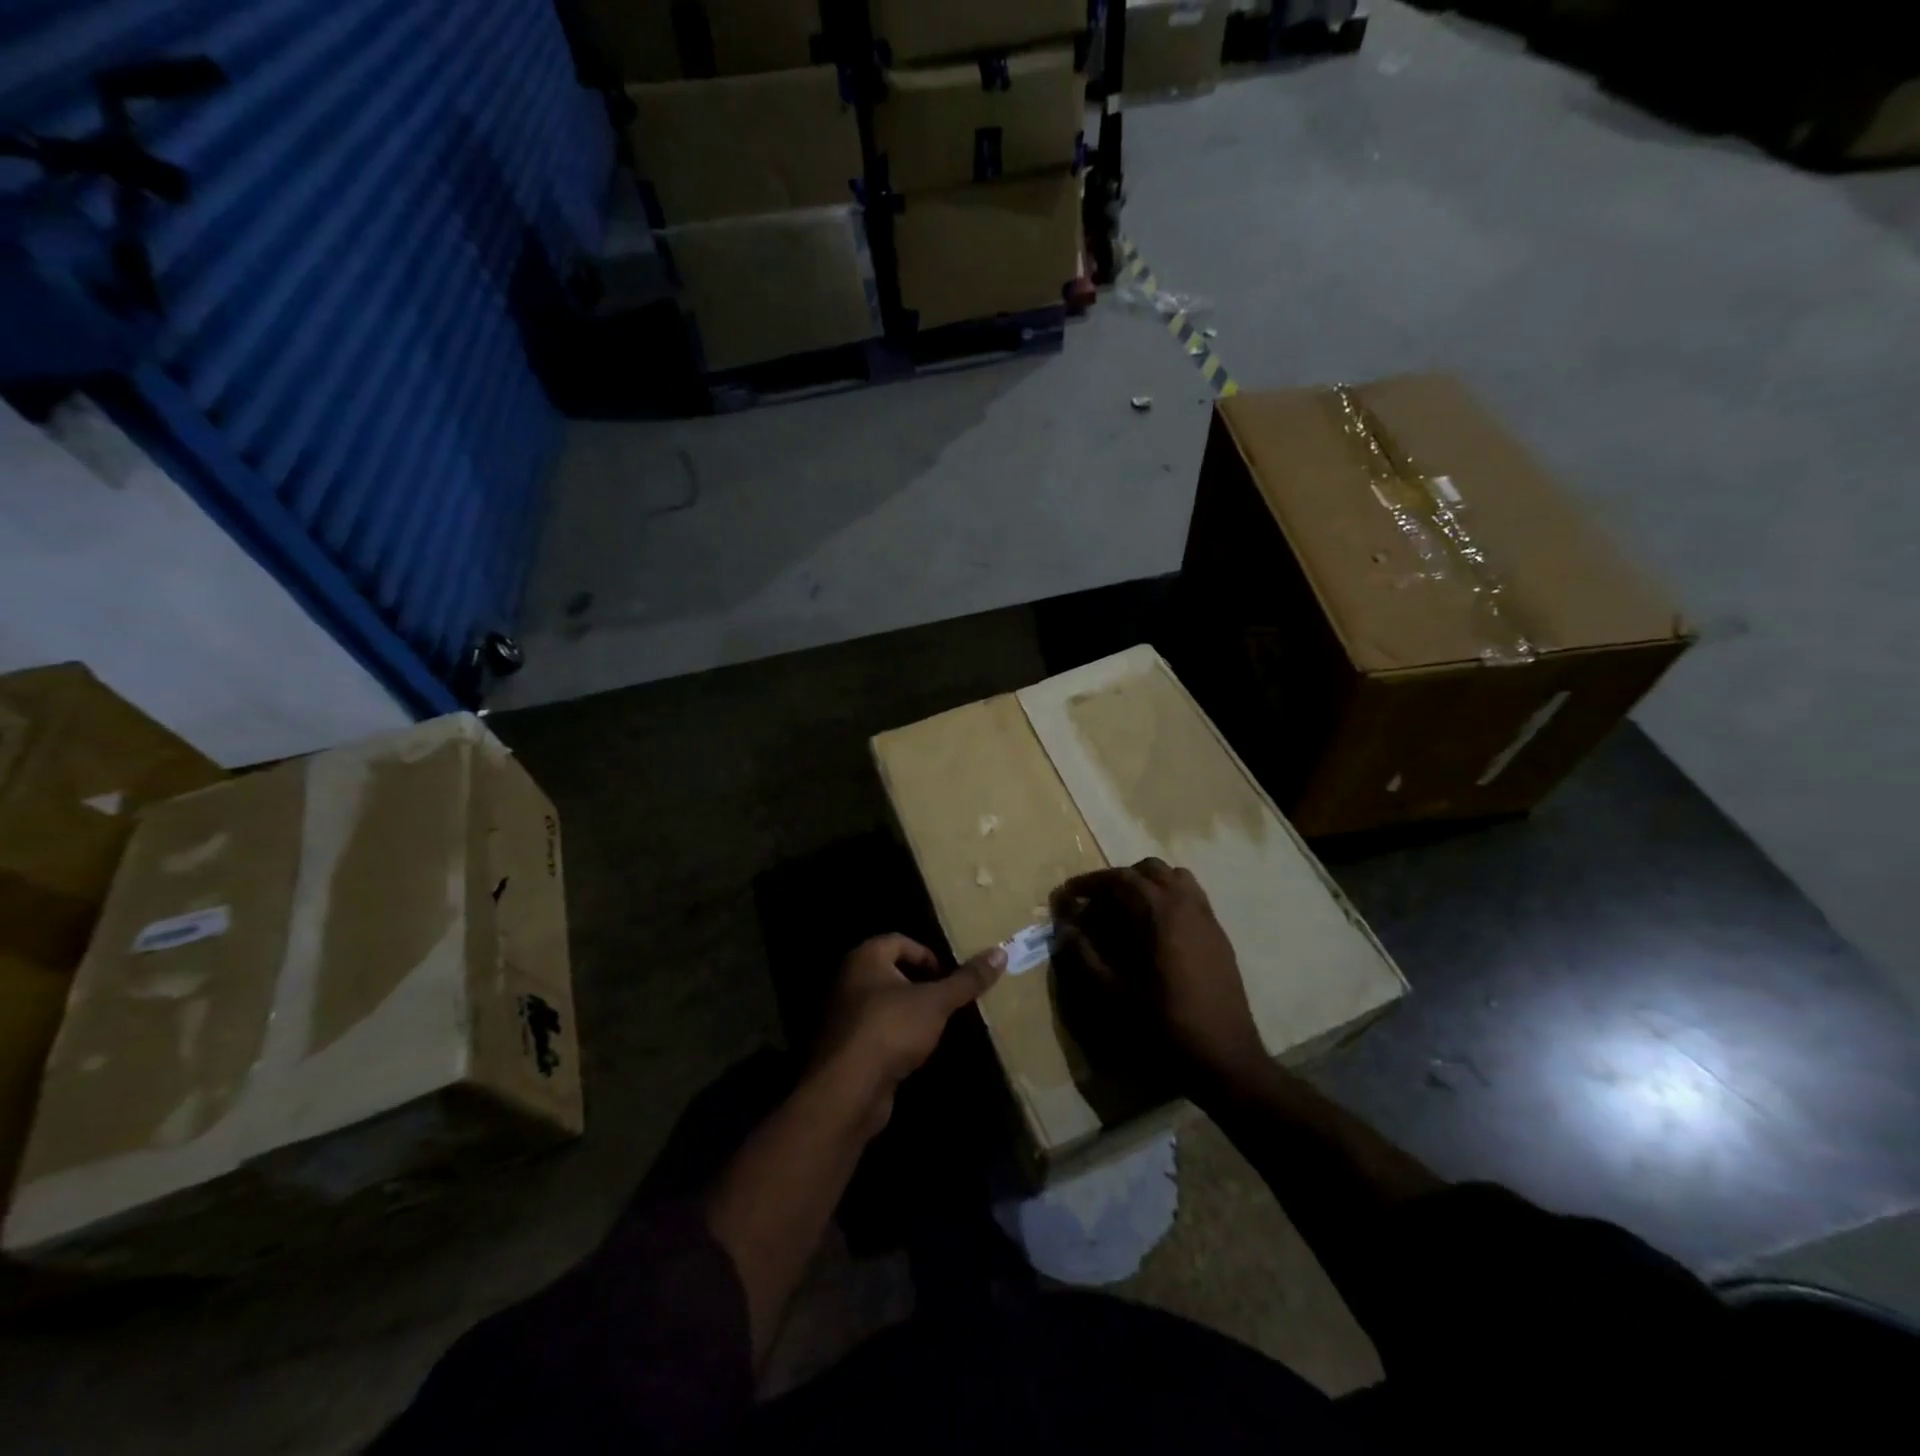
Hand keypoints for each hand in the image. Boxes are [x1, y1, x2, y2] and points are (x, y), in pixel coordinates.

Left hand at [811, 934, 1004, 1136]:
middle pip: (892, 971)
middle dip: (921, 984)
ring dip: (909, 1012)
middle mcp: (850, 980)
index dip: (927, 955)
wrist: (847, 1089)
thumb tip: (1000, 952)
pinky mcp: (846, 1048)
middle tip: (948, 999)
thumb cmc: (891, 1029)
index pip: (900, 941)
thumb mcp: (936, 1002)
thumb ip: (966, 980)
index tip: (949, 977)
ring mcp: (844, 1015)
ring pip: (884, 1004)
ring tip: (937, 1026)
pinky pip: (876, 1032)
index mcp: (866, 958)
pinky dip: (896, 1037)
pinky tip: (915, 1052)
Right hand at [1051, 858, 1266, 1092]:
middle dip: (1118, 880)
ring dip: (1147, 885)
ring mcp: (1206, 916)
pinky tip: (1155, 930)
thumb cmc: (1164, 1022)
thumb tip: (1065, 929)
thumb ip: (1085, 955)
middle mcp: (1186, 902)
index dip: (1089, 882)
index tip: (1068, 894)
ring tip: (1127, 911)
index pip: (1119, 878)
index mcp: (1159, 911)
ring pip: (1174, 878)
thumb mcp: (1113, 992)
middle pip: (1148, 870)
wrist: (1224, 1054)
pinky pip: (1191, 897)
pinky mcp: (1218, 933)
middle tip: (1096, 905)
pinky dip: (1168, 898)